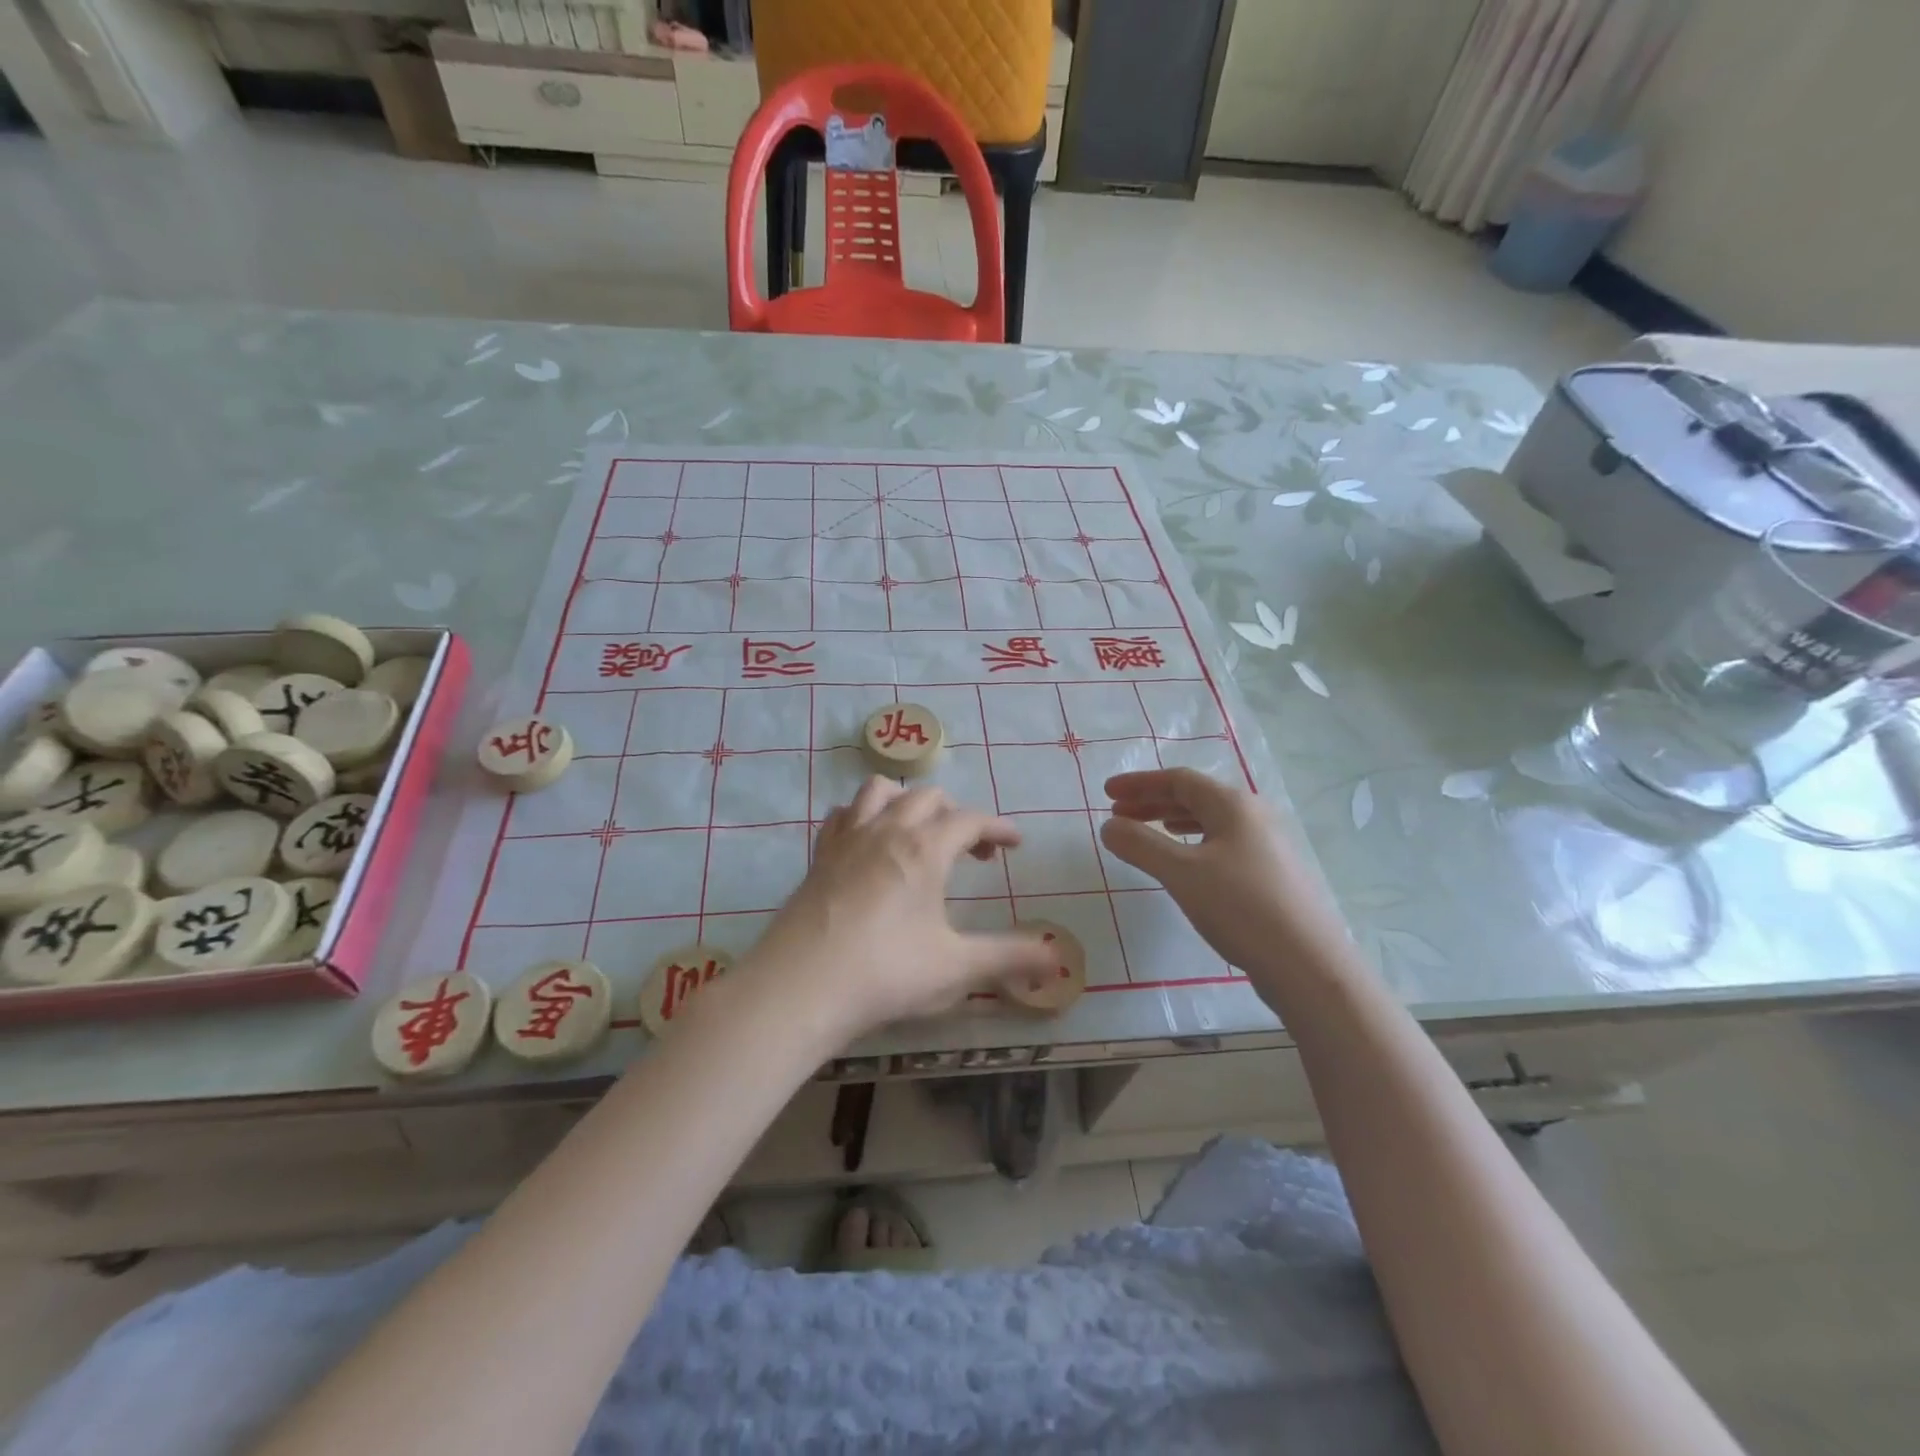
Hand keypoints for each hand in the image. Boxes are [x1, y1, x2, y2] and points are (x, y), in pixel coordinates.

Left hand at [751, 778, 1056, 1037]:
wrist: (801, 987)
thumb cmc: (886, 973)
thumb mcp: (957, 967)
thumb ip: (1010, 958)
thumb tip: (1058, 961)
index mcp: (925, 849)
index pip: (971, 820)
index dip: (998, 827)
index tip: (1015, 844)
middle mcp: (887, 830)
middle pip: (928, 797)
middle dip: (957, 814)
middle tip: (972, 851)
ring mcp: (848, 839)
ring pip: (880, 791)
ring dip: (907, 802)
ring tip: (919, 832)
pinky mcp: (819, 856)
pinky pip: (842, 815)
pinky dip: (862, 816)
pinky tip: (867, 843)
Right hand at [1100, 768, 1350, 979]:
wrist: (1308, 964)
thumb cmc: (1240, 907)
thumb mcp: (1180, 873)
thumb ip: (1140, 844)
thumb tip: (1108, 825)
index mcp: (1233, 805)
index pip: (1178, 780)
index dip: (1139, 783)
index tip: (1106, 793)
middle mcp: (1253, 816)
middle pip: (1194, 797)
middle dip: (1152, 802)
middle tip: (1117, 814)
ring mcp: (1266, 845)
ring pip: (1209, 822)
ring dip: (1171, 822)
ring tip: (1144, 833)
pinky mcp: (1271, 874)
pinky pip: (1221, 844)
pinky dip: (1192, 843)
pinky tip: (1184, 863)